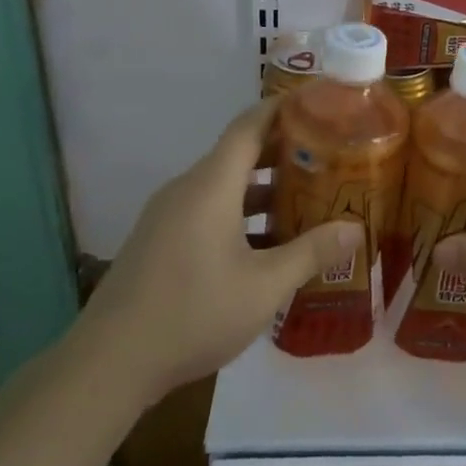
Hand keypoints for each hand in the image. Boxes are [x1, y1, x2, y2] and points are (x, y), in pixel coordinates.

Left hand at [79, 98, 361, 399]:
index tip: (317, 103)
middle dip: (283, 153)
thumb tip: (356, 229)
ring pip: (223, 187)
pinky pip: (207, 211)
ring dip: (263, 190)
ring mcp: (168, 216)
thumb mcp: (264, 287)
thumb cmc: (193, 313)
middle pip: (239, 154)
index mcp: (211, 185)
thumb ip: (312, 253)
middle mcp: (187, 189)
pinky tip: (267, 246)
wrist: (109, 363)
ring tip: (306, 200)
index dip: (282, 109)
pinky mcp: (159, 241)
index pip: (249, 126)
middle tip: (328, 156)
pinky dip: (240, 214)